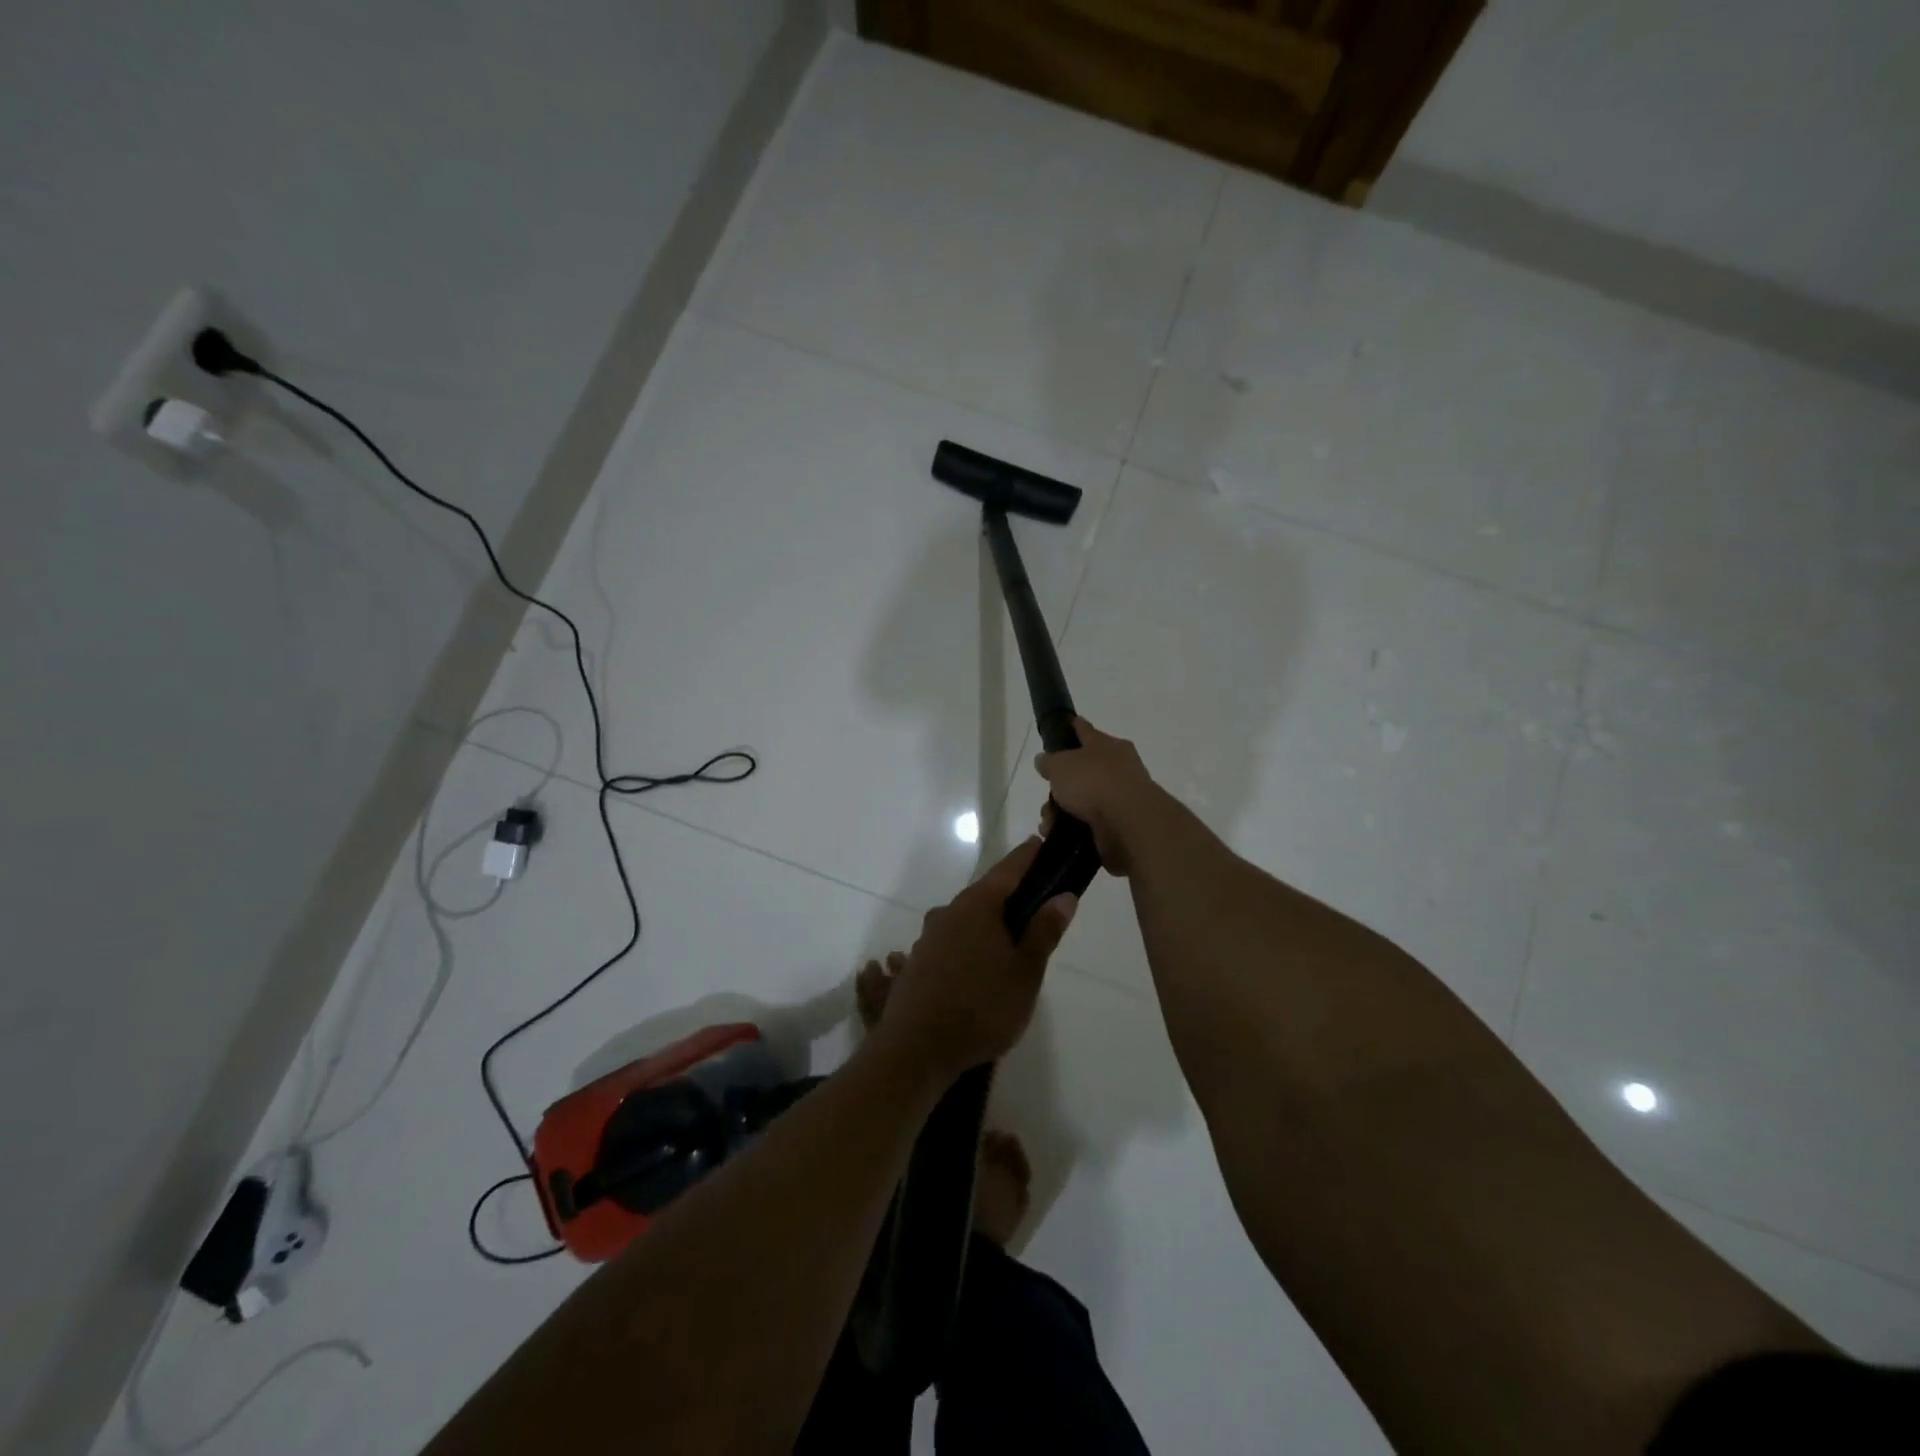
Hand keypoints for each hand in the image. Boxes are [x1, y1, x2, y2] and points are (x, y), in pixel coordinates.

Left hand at [872, 838, 1077, 1081]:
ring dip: (990, 922)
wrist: (917, 1049)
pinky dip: (972, 943)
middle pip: (986, 893)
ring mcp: (929, 937)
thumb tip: (1063, 896)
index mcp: (977, 906)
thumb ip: (1044, 931)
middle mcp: (949, 912)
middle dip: (1012, 894)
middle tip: (1039, 905)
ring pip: (967, 918)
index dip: (1029, 856)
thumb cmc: (982, 1007)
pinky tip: (982, 967)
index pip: (1008, 869)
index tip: (1043, 844)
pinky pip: (953, 940)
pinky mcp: (918, 962)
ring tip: (1013, 943)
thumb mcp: (1026, 972)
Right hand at [1035, 718, 1163, 875]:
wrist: (1128, 823)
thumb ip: (1049, 761)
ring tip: (1048, 823)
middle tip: (1047, 796)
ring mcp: (1120, 798)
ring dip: (1061, 812)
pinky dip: (1072, 829)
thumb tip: (1044, 760)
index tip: (1067, 723)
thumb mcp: (1060, 765)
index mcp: (1107, 746)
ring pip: (1082, 801)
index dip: (1073, 727)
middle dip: (1059, 786)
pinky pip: (1088, 823)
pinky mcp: (1119, 825)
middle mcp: (1117, 768)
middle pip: (1081, 772)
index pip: (1086, 730)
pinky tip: (1057, 835)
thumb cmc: (1094, 782)